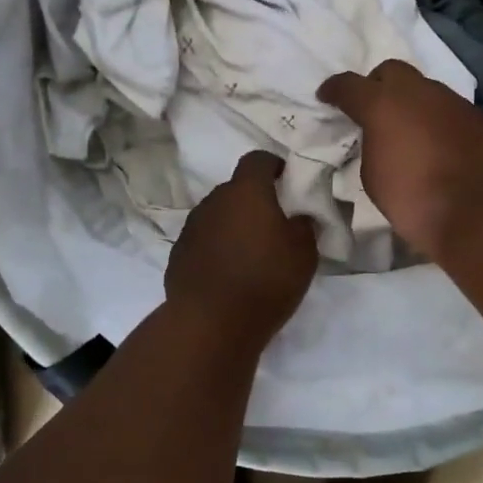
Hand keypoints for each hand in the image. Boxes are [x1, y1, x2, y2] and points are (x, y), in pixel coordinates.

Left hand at [165, 151, 317, 345]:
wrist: (210, 323)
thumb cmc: (265, 280)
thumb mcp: (304, 254)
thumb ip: (303, 226)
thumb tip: (297, 217)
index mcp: (246, 191)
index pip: (257, 159)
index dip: (273, 165)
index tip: (286, 180)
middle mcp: (214, 201)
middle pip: (235, 189)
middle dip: (253, 200)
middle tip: (272, 224)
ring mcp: (191, 227)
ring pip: (217, 215)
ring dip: (232, 225)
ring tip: (249, 252)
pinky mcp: (177, 254)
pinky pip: (203, 241)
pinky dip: (215, 248)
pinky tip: (227, 273)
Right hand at [319, 59, 482, 259]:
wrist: (477, 215)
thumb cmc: (413, 200)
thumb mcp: (373, 175)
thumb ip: (371, 144)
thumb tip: (381, 135)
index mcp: (383, 105)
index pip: (349, 85)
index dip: (334, 89)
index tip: (326, 97)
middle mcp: (418, 93)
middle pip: (391, 71)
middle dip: (377, 85)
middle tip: (373, 110)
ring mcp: (453, 102)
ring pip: (424, 88)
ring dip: (411, 102)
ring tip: (409, 130)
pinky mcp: (478, 117)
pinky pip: (449, 109)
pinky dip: (437, 119)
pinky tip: (438, 144)